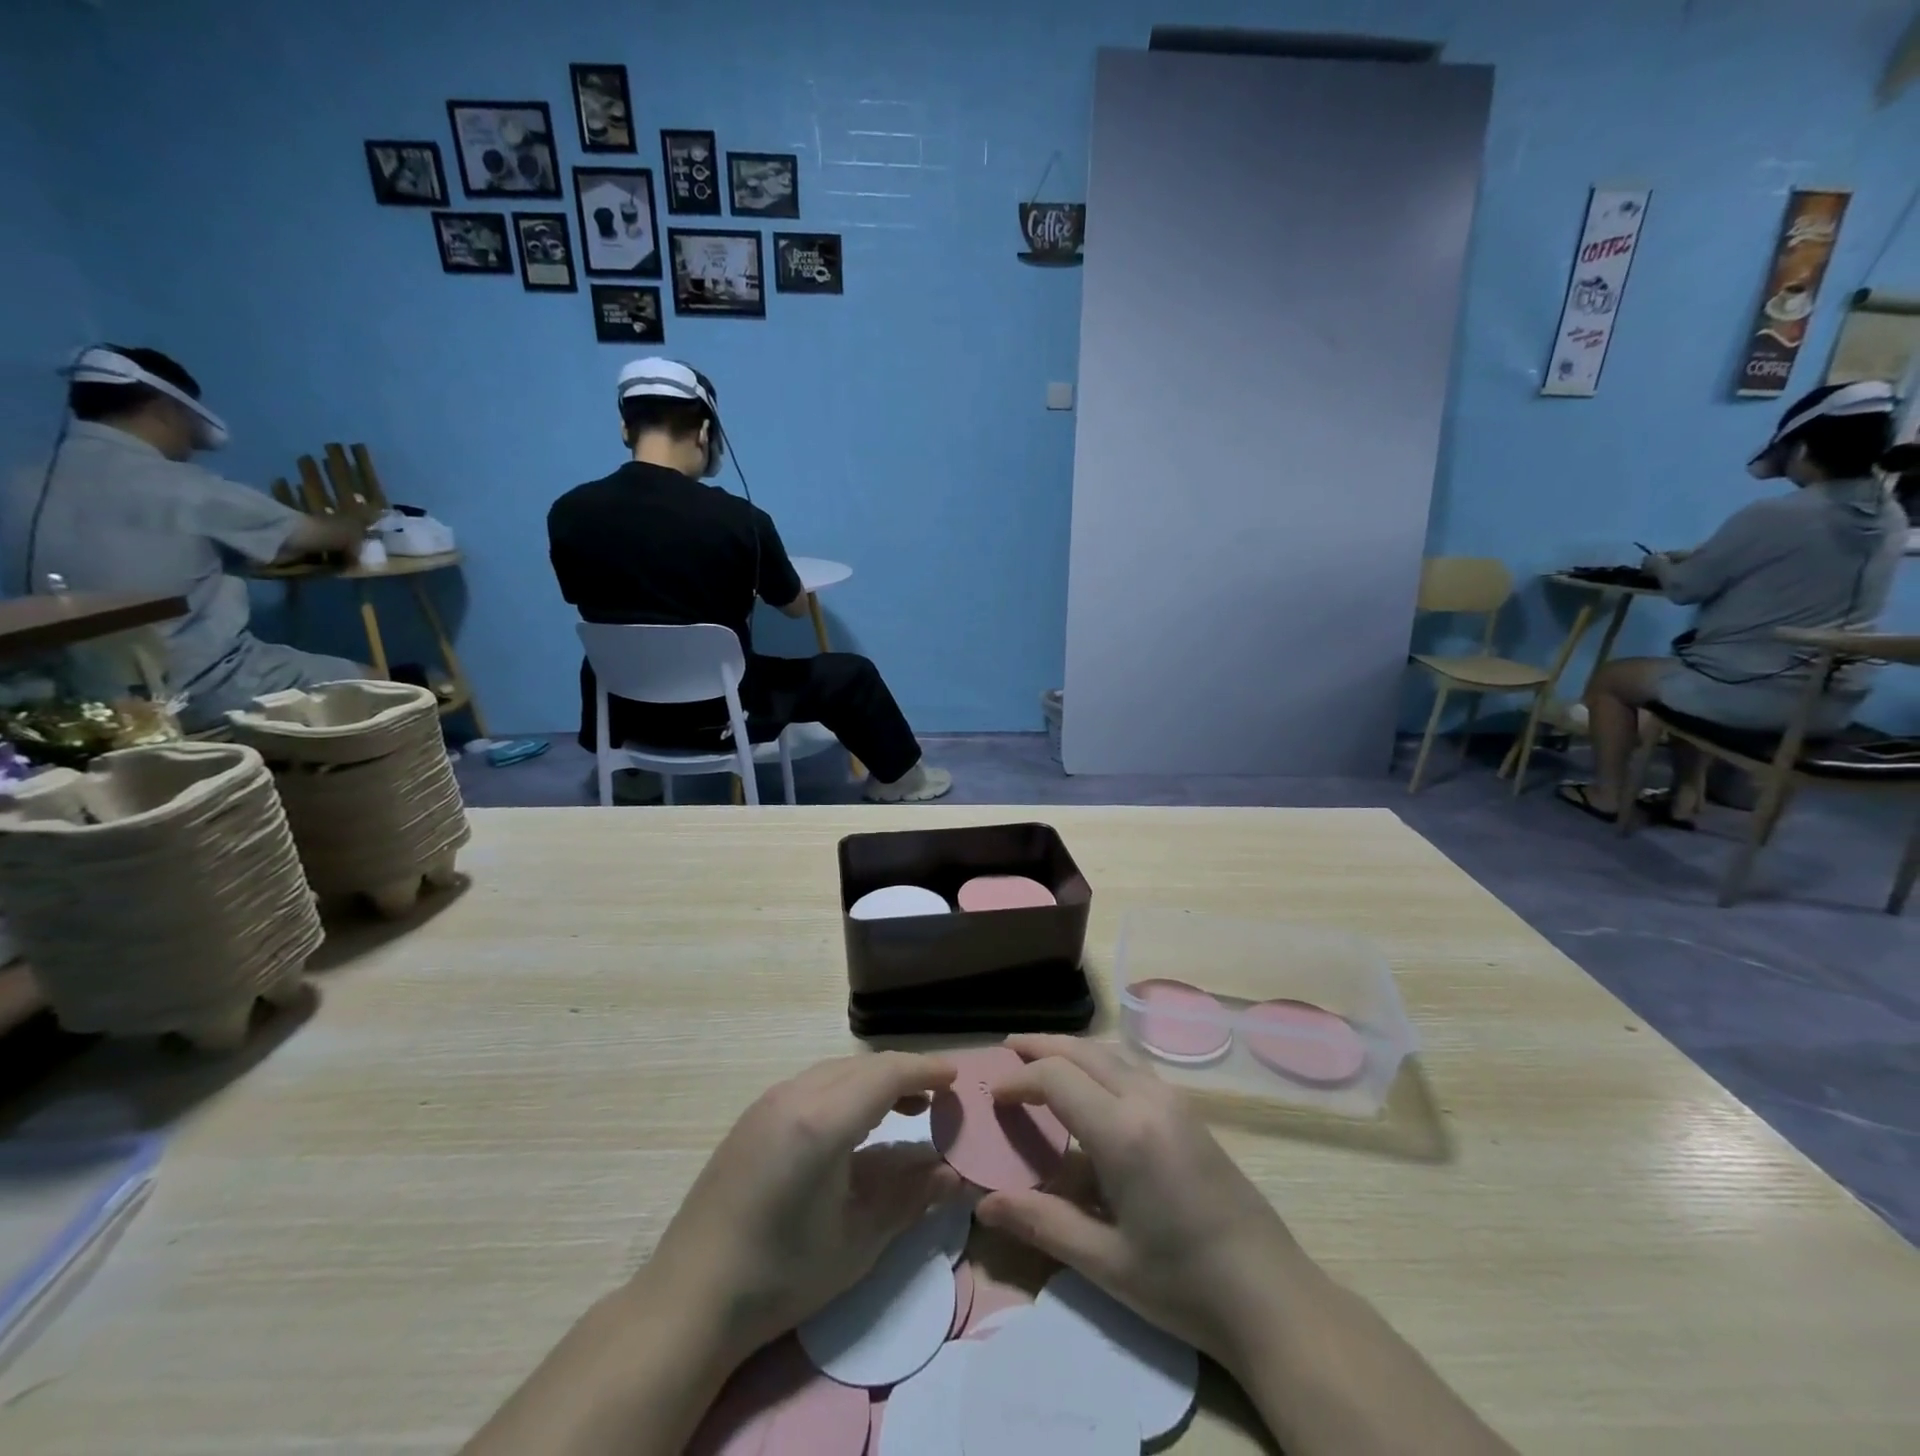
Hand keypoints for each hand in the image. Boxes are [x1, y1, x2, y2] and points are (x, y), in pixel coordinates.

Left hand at [641, 1052, 960, 1368]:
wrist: (689, 1298)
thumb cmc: (780, 1276)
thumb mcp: (857, 1243)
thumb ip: (910, 1200)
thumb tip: (954, 1175)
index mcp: (822, 1121)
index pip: (887, 1074)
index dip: (926, 1070)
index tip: (957, 1077)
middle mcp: (795, 1095)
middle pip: (863, 1067)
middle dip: (904, 1073)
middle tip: (939, 1096)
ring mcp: (768, 1102)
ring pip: (836, 1071)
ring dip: (874, 1081)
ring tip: (905, 1107)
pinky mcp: (753, 1116)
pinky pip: (813, 1084)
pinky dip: (845, 1090)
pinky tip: (854, 1124)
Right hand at [972, 1035, 1310, 1376]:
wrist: (1271, 1295)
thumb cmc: (1182, 1284)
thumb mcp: (1104, 1262)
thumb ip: (1041, 1223)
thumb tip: (984, 1204)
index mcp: (1123, 1132)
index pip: (1056, 1078)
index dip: (1019, 1078)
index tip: (993, 1093)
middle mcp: (1148, 1099)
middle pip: (1084, 1050)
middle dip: (1042, 1046)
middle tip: (1007, 1050)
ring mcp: (1173, 1101)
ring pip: (1111, 1053)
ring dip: (1072, 1050)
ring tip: (1042, 1060)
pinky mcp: (1189, 1111)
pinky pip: (1133, 1068)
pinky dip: (1100, 1062)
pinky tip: (1091, 1087)